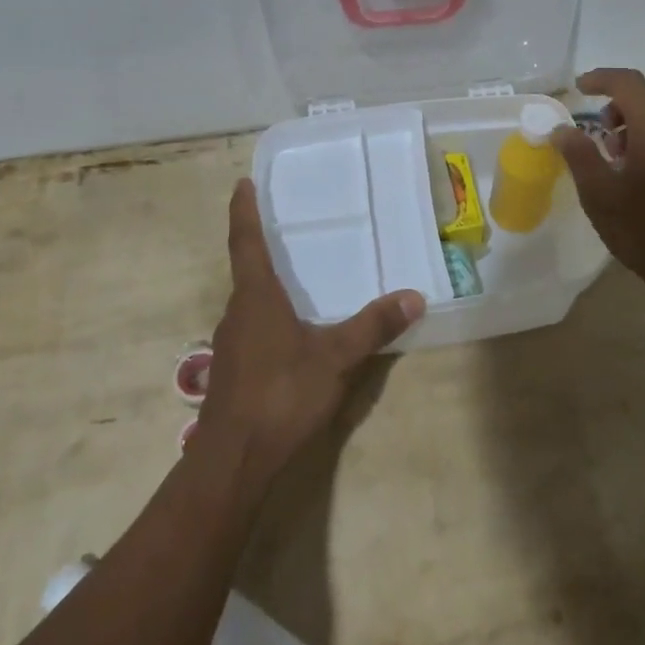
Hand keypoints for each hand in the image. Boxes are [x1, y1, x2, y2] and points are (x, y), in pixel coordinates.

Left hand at [198, 180, 423, 487]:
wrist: (233, 460)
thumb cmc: (280, 395)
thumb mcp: (335, 358)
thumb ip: (373, 327)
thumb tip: (414, 296)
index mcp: (256, 298)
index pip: (246, 242)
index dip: (244, 212)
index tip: (241, 183)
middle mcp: (238, 313)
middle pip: (247, 271)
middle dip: (261, 247)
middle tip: (285, 227)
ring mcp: (231, 344)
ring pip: (250, 303)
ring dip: (267, 285)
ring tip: (295, 276)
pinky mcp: (233, 370)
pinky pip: (253, 328)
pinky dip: (270, 316)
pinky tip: (292, 331)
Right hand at [552, 68, 644, 307]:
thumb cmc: (644, 231)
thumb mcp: (600, 195)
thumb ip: (579, 155)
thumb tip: (562, 129)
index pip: (629, 84)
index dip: (601, 79)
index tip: (579, 88)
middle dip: (623, 98)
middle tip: (601, 126)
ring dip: (640, 115)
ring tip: (617, 151)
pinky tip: (640, 166)